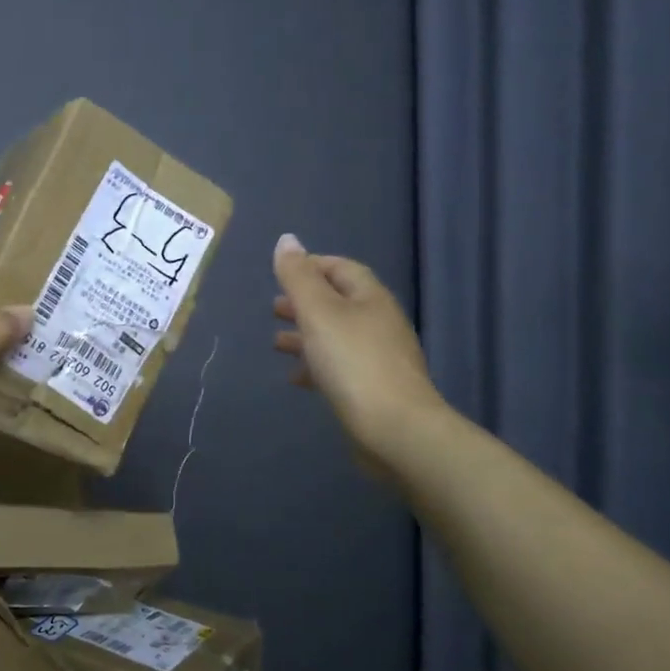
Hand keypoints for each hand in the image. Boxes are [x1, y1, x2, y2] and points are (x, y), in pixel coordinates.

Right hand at [272, 233, 444, 464]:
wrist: (396, 430)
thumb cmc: (354, 363)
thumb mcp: (319, 312)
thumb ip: (299, 277)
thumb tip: (287, 239)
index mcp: (370, 298)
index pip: (342, 268)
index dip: (312, 266)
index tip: (281, 274)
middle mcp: (379, 323)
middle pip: (338, 303)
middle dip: (305, 303)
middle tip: (274, 308)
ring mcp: (379, 358)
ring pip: (336, 337)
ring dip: (306, 335)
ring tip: (275, 343)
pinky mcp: (373, 390)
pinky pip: (339, 368)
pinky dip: (315, 366)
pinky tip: (295, 378)